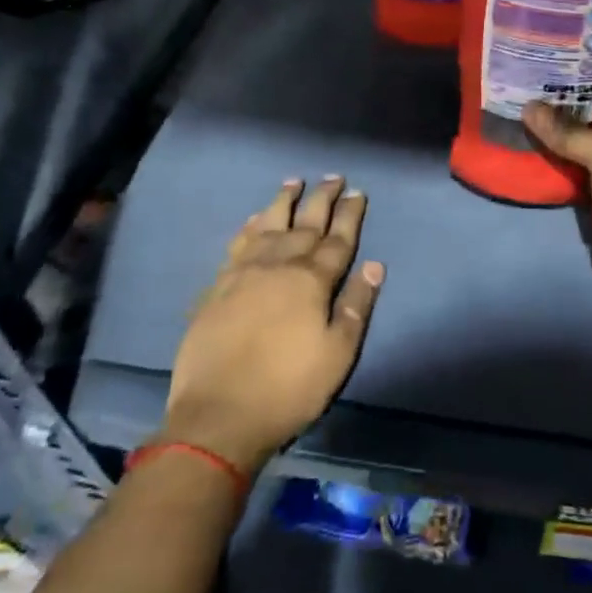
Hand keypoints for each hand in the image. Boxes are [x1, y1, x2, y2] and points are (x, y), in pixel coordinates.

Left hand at [161, 177, 383, 474]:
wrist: (218, 415)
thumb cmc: (288, 388)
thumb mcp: (337, 354)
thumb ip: (356, 306)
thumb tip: (374, 264)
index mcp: (311, 281)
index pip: (337, 239)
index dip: (349, 214)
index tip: (358, 192)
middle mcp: (278, 265)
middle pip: (305, 223)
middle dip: (321, 198)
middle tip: (333, 177)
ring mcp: (244, 273)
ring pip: (268, 225)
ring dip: (283, 202)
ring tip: (293, 182)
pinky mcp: (217, 287)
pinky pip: (237, 245)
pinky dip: (248, 227)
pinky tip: (253, 219)